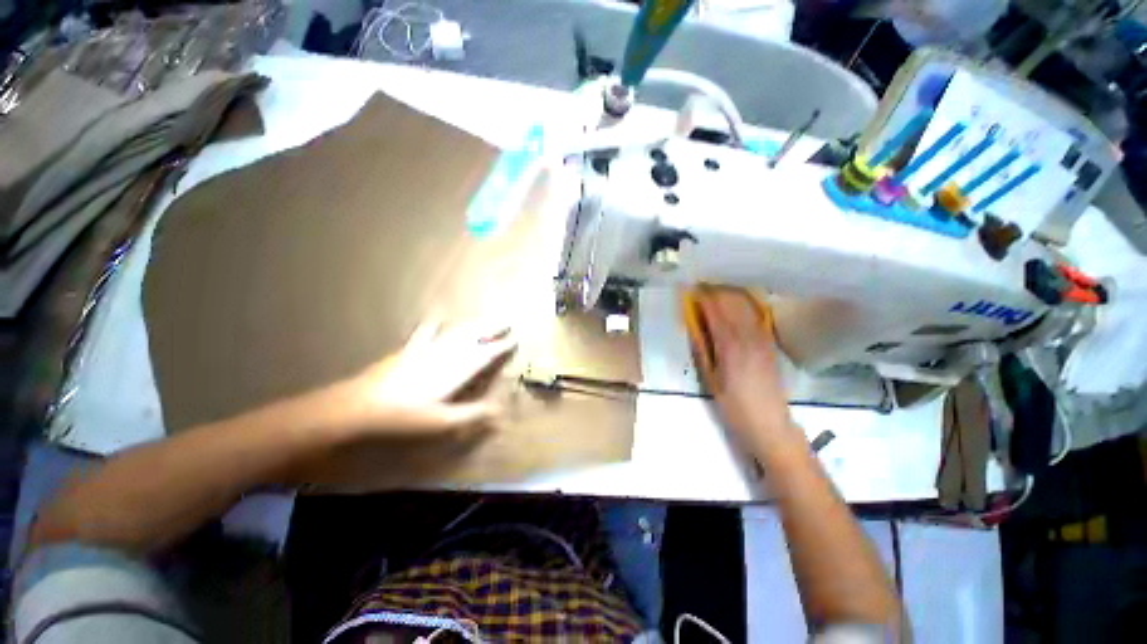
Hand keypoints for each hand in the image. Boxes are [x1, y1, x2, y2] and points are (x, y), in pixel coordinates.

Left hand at [329, 318, 517, 436]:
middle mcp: (446, 355)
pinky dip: (434, 324)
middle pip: (474, 337)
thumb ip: (473, 414)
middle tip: (507, 321)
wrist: (361, 405)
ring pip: (456, 332)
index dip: (501, 346)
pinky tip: (437, 317)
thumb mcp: (442, 421)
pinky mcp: (410, 350)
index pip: (485, 355)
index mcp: (456, 371)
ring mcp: (427, 349)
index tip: (514, 339)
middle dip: (492, 328)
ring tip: (486, 318)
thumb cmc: (405, 416)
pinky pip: (425, 333)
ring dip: (474, 325)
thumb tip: (501, 410)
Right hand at [691, 289, 802, 456]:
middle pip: (732, 305)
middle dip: (717, 290)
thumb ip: (703, 350)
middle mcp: (748, 337)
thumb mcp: (710, 379)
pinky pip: (758, 317)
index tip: (692, 287)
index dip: (704, 297)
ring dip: (731, 294)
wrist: (769, 424)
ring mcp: (762, 339)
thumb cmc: (733, 405)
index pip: (715, 312)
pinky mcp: (770, 345)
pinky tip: (740, 301)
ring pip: (747, 307)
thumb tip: (695, 326)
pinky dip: (747, 305)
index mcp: (729, 346)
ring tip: (718, 286)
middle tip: (702, 283)